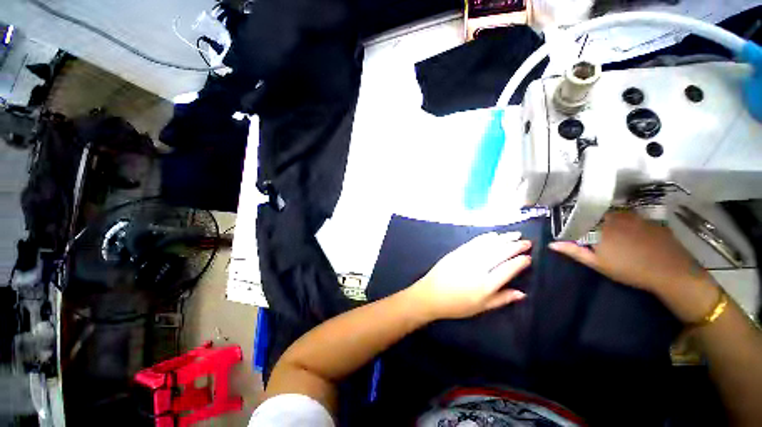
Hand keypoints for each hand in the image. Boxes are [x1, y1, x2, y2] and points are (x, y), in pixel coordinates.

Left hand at [407, 232, 530, 320]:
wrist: (430, 295)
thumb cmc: (457, 305)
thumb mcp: (481, 308)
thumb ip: (502, 299)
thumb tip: (522, 293)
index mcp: (486, 285)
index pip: (508, 269)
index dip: (520, 262)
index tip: (528, 257)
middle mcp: (478, 268)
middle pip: (500, 253)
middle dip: (515, 246)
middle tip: (526, 241)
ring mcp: (466, 257)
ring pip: (488, 245)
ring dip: (503, 238)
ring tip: (515, 234)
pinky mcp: (457, 252)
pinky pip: (474, 242)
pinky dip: (485, 237)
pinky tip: (493, 235)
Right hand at [549, 211, 719, 322]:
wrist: (670, 272)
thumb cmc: (629, 270)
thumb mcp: (597, 264)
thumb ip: (574, 251)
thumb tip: (551, 244)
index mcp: (599, 227)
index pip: (580, 218)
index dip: (574, 222)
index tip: (572, 228)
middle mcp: (615, 217)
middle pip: (598, 214)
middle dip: (592, 221)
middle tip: (593, 232)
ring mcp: (634, 217)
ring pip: (616, 214)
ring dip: (610, 220)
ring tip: (612, 233)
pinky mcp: (649, 220)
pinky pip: (632, 217)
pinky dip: (627, 222)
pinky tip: (632, 235)